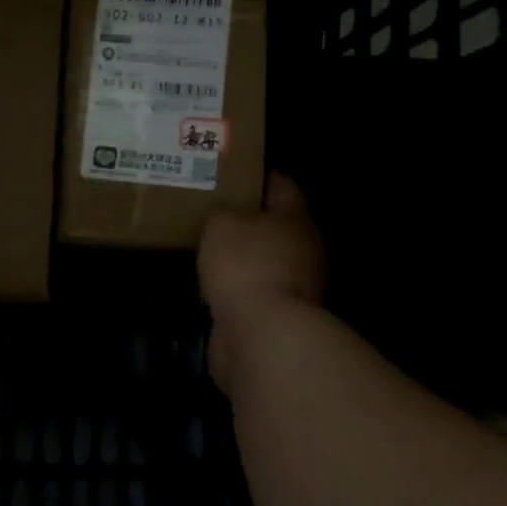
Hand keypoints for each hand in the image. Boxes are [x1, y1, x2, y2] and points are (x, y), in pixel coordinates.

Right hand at [199, 174, 324, 392]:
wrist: (261, 335)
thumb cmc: (246, 264)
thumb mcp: (222, 223)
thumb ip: (221, 213)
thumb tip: (223, 217)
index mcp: (296, 219)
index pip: (282, 186)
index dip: (259, 175)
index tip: (234, 169)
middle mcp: (302, 251)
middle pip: (274, 226)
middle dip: (246, 218)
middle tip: (211, 208)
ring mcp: (292, 287)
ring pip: (261, 261)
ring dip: (239, 257)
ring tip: (204, 246)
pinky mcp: (275, 318)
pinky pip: (250, 292)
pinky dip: (233, 288)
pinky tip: (208, 283)